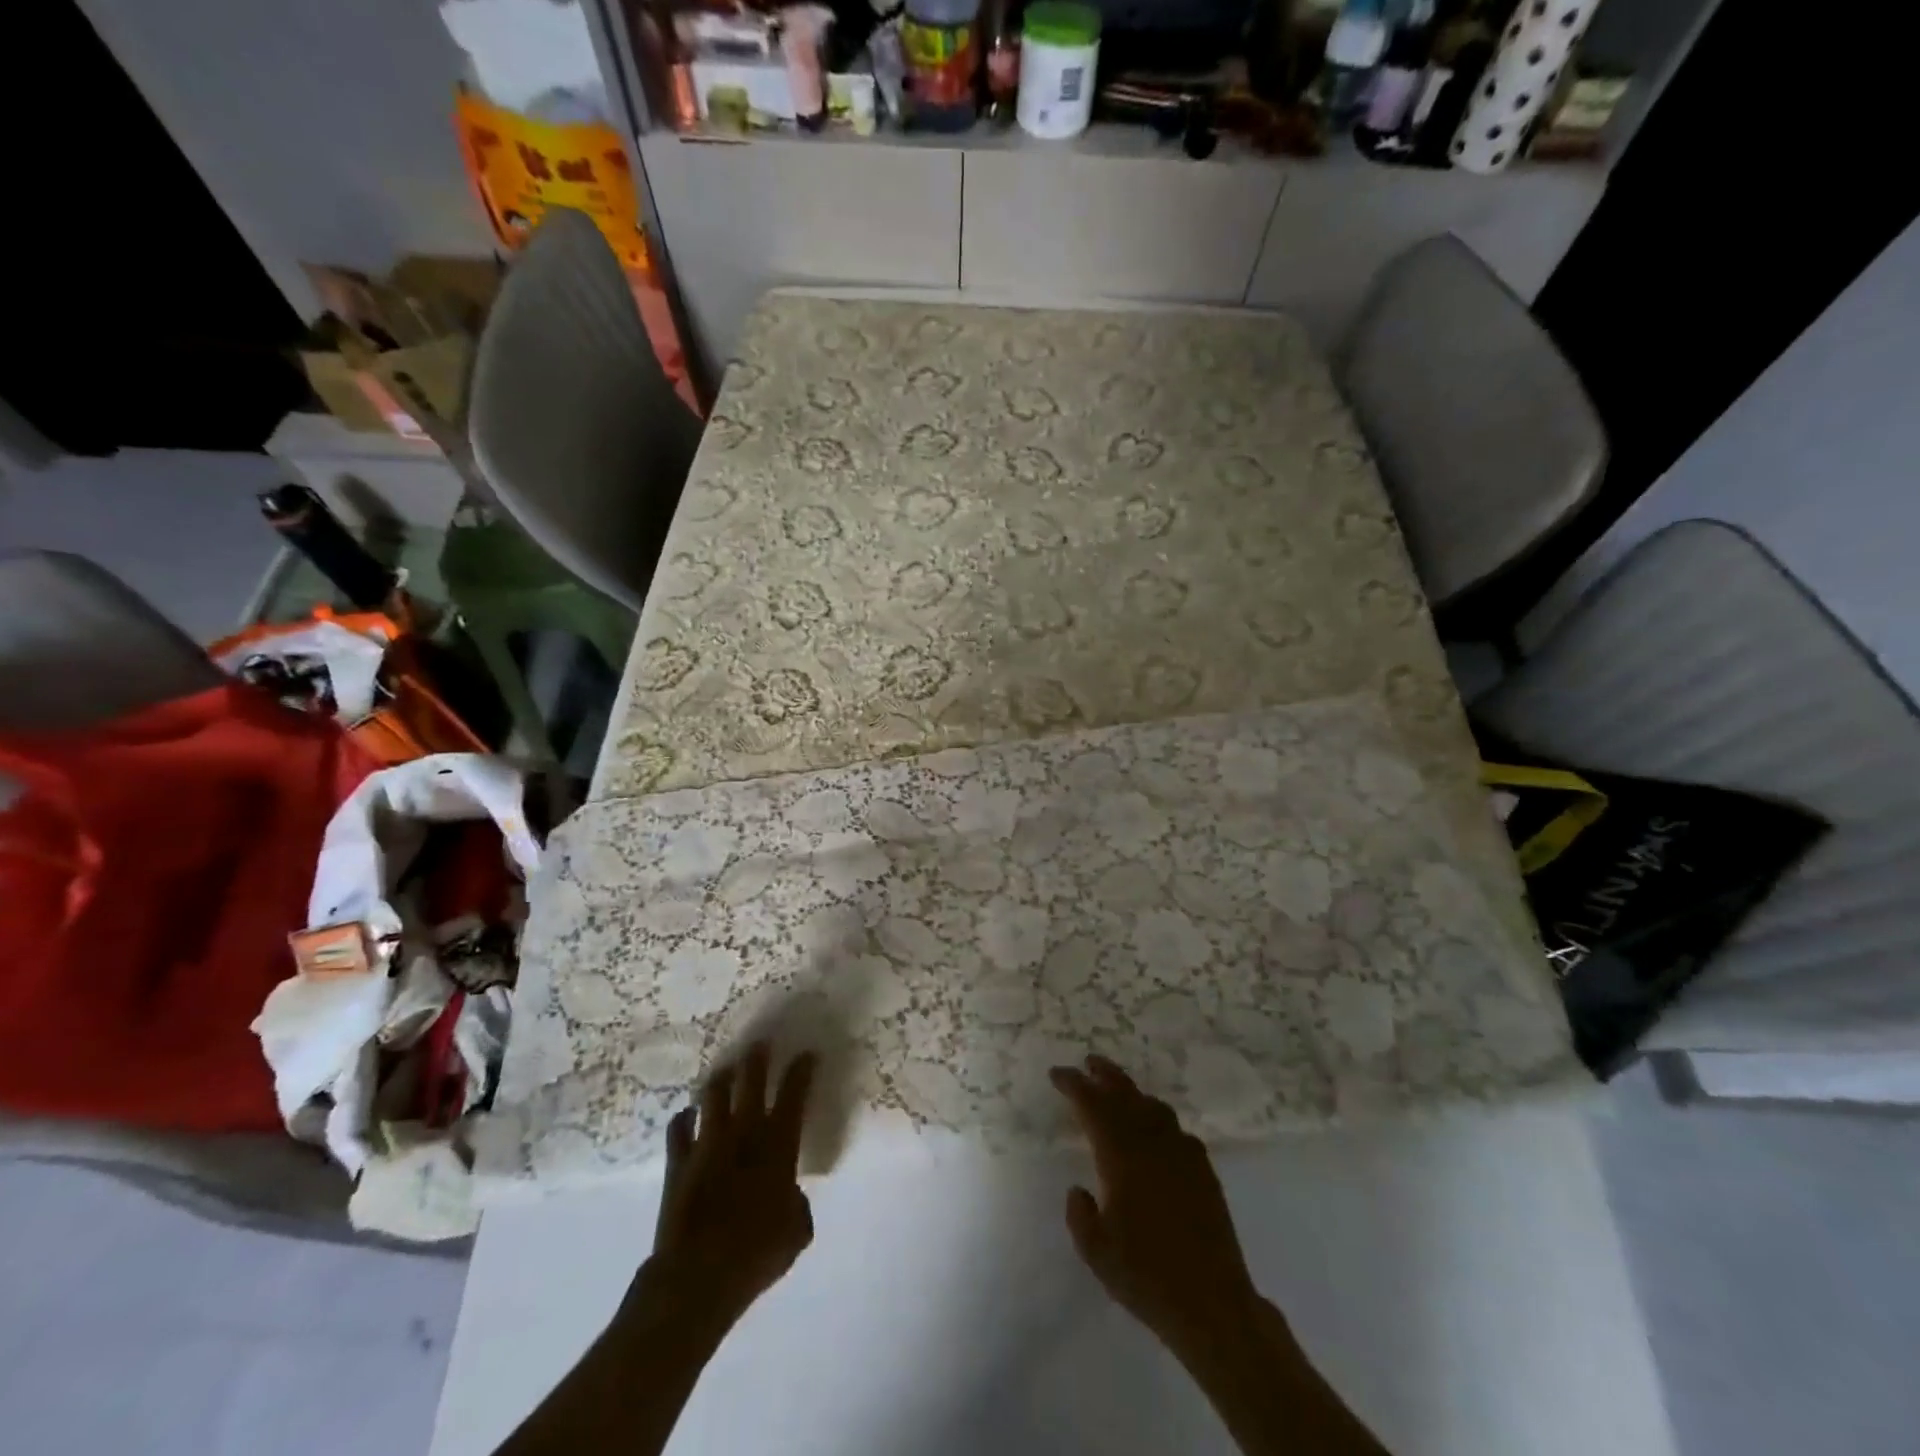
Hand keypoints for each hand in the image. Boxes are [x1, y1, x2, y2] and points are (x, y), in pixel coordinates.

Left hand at [644, 1042, 817, 1332]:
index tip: (807, 1053)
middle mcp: (744, 1133)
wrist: (698, 1275)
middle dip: (757, 1059)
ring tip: (725, 1070)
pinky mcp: (678, 1161)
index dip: (802, 1071)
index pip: (794, 1094)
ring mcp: (707, 1143)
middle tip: (760, 1043)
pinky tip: (687, 1115)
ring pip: (713, 1095)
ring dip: (721, 1079)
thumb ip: (797, 1204)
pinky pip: (678, 1128)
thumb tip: (788, 1196)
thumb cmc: (757, 1253)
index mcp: (778, 1145)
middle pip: (750, 1081)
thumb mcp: (797, 1231)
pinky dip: (684, 1118)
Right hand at [1051, 1055, 1259, 1360]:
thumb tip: (1079, 1189)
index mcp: (1122, 1156)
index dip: (1074, 1085)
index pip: (1093, 1105)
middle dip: (1105, 1074)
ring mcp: (1182, 1154)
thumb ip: (1079, 1214)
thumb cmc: (1146, 1276)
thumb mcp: (1095, 1251)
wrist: (1212, 1304)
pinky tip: (1156, 1131)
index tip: (1057, 1074)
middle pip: (1126, 1094)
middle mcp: (1152, 1144)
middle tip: (1088, 1062)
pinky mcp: (1204, 1170)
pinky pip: (1177, 1130)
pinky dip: (1160, 1120)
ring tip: (1119, 1090)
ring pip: (1154, 1107)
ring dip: (1133, 1092)